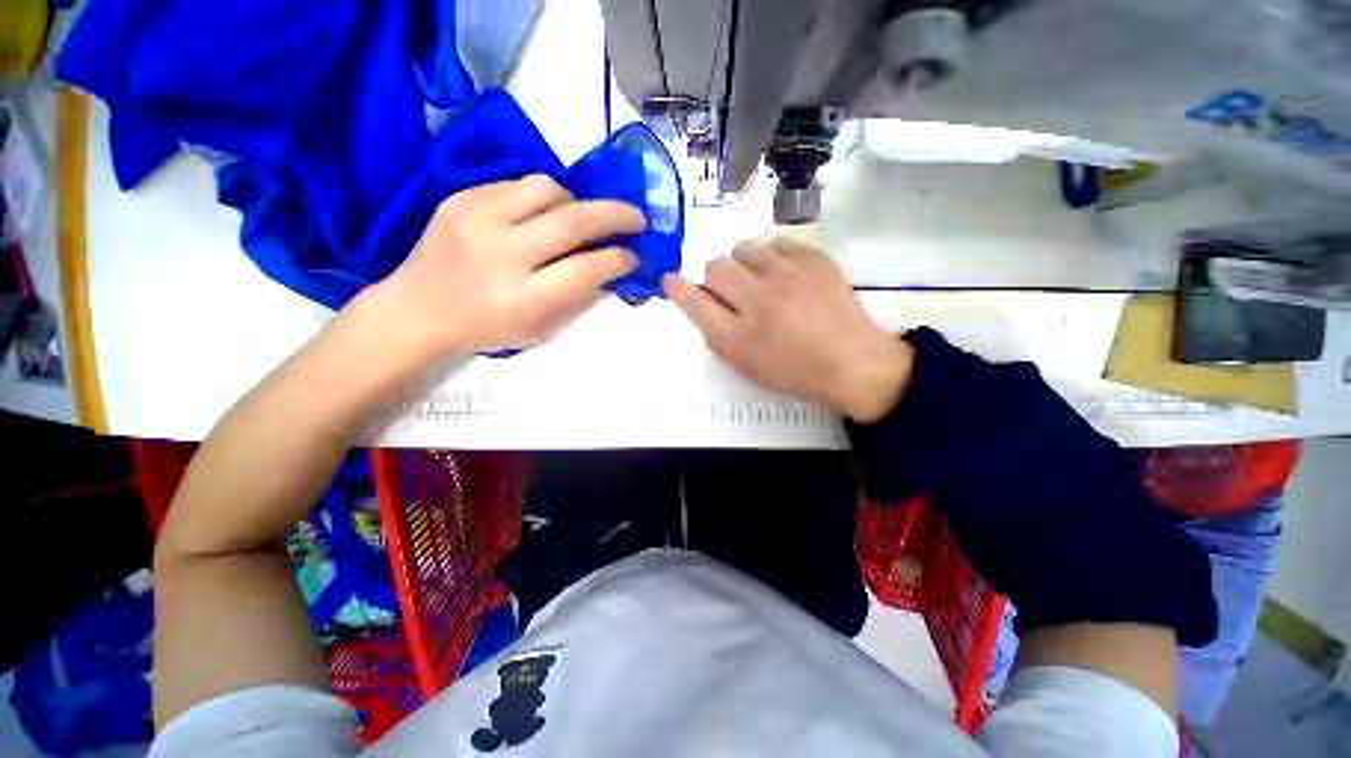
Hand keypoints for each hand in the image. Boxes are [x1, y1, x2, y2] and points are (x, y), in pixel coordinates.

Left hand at [364, 174, 644, 360]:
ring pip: (546, 190)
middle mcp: (502, 254)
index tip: (634, 256)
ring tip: (581, 216)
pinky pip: (515, 184)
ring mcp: (477, 220)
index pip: (585, 269)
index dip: (617, 260)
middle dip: (615, 216)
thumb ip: (575, 300)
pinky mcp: (459, 199)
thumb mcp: (536, 331)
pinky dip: (541, 197)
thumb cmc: (482, 330)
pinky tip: (543, 213)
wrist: (414, 311)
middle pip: (573, 221)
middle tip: (636, 218)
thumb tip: (607, 271)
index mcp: (522, 298)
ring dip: (575, 201)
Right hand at [664, 238, 913, 422]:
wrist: (852, 362)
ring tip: (759, 278)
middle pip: (715, 268)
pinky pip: (776, 243)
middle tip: (733, 291)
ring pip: (743, 248)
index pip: (695, 302)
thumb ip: (717, 335)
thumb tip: (703, 304)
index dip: (678, 289)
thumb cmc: (794, 371)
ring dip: (743, 263)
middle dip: (716, 278)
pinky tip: (785, 275)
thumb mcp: (746, 366)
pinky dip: (773, 257)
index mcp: (738, 337)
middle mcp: (757, 301)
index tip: (670, 280)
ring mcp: (788, 276)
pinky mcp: (813, 260)